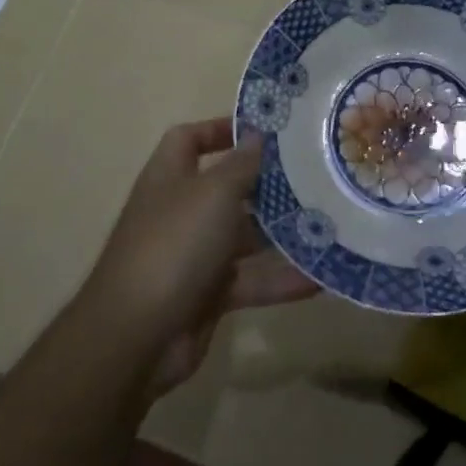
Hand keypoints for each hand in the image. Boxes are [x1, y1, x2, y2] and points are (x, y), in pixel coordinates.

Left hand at [82, 117, 319, 395]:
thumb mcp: (213, 193)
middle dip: (267, 184)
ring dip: (281, 234)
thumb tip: (257, 136)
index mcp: (170, 176)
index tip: (265, 130)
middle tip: (314, 176)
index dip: (221, 129)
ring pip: (244, 237)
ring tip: (328, 224)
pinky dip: (280, 279)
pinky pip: (250, 280)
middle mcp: (181, 210)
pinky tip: (319, 276)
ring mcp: (194, 255)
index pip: (190, 138)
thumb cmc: (174, 244)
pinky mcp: (208, 295)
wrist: (137, 336)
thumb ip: (241, 165)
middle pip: (227, 188)